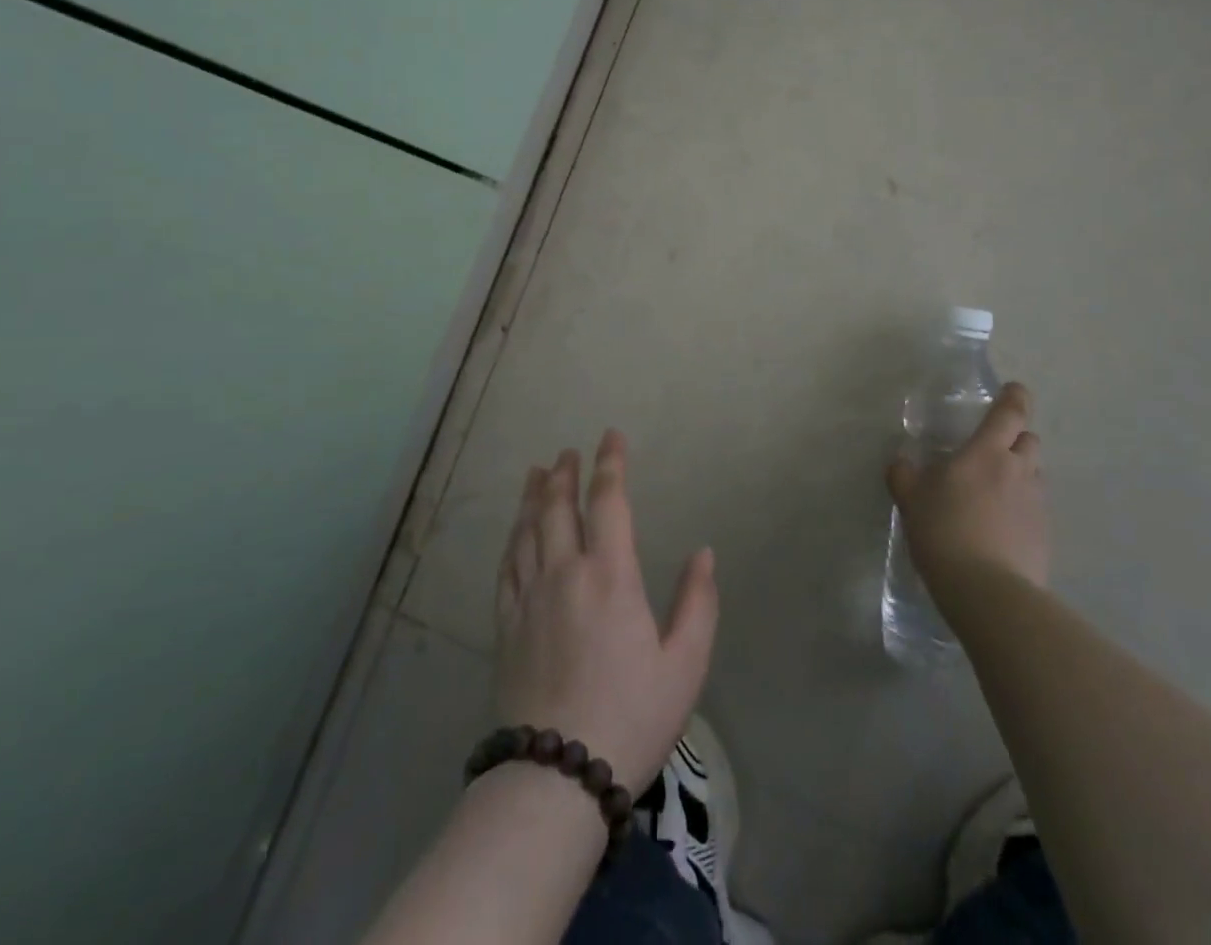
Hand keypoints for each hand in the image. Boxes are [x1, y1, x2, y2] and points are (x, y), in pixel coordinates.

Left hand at [493, 430, 717, 794]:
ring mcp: (529, 597)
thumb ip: (698, 603)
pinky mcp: (506, 624)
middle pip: (560, 508)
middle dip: (566, 474)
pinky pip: (506, 566)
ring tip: (537, 473)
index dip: (610, 464)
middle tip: (568, 452)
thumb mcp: (685, 665)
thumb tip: (703, 553)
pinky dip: (512, 537)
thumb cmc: (632, 716)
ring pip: (528, 530)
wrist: (557, 776)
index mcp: (611, 576)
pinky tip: (516, 530)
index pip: (608, 502)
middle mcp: (565, 573)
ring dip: (534, 497)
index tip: (611, 436)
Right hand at [887, 381, 1050, 589]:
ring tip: (995, 492)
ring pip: (1035, 475)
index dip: (1015, 397)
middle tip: (993, 450)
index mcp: (987, 452)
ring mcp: (1037, 505)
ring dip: (1021, 474)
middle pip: (1029, 441)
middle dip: (1016, 439)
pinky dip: (1022, 509)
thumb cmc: (944, 531)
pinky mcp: (1046, 536)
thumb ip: (904, 475)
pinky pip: (1036, 510)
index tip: (1014, 390)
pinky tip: (1001, 528)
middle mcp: (1019, 471)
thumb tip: (901, 463)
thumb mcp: (911, 500)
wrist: (988, 591)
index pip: (1010, 413)